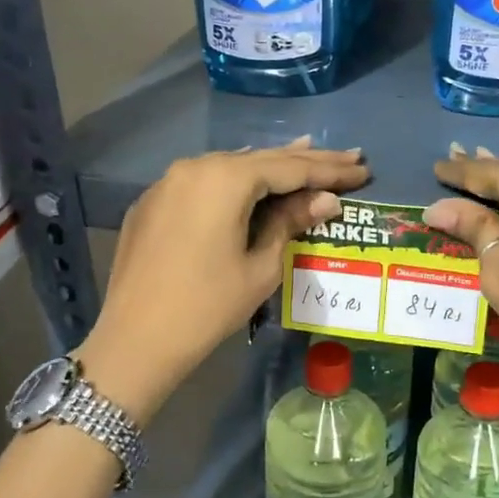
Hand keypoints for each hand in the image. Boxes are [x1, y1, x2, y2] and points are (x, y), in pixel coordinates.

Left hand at [78, 138, 369, 422]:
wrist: (135, 340)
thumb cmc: (208, 306)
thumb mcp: (260, 266)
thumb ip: (291, 223)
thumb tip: (325, 200)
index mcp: (225, 178)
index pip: (290, 168)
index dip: (330, 170)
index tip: (362, 169)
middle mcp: (195, 166)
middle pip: (261, 159)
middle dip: (306, 161)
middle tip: (348, 157)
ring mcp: (169, 182)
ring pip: (231, 167)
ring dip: (270, 167)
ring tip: (308, 158)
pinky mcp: (153, 202)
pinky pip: (204, 182)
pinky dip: (235, 183)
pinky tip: (254, 185)